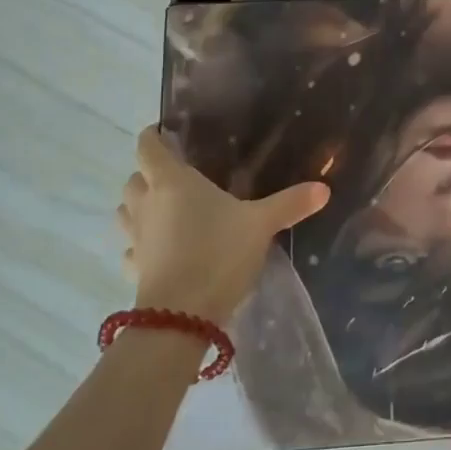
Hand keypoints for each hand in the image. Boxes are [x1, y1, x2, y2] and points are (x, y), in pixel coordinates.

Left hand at [117, 126, 328, 321]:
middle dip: (148, 173)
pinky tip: (160, 248)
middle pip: (134, 178)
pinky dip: (141, 242)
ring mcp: (136, 238)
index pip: (149, 147)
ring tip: (164, 208)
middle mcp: (147, 204)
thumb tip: (324, 188)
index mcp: (172, 182)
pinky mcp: (134, 269)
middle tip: (177, 175)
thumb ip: (291, 203)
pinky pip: (131, 247)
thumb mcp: (261, 224)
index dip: (153, 136)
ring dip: (138, 205)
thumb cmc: (218, 254)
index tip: (166, 132)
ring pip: (126, 211)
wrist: (181, 317)